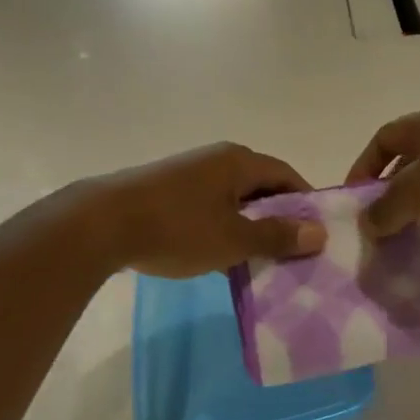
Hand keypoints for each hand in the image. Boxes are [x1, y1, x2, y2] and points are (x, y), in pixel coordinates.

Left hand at [83, 142, 326, 276]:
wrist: (100, 224)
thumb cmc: (177, 228)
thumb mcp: (234, 239)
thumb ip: (277, 236)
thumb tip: (319, 233)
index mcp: (239, 161)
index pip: (287, 176)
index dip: (305, 204)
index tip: (315, 235)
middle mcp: (216, 159)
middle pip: (261, 186)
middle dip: (277, 218)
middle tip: (290, 252)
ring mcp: (189, 173)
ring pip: (233, 199)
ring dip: (248, 226)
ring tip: (257, 260)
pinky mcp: (166, 190)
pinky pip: (209, 207)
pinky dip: (221, 227)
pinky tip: (219, 256)